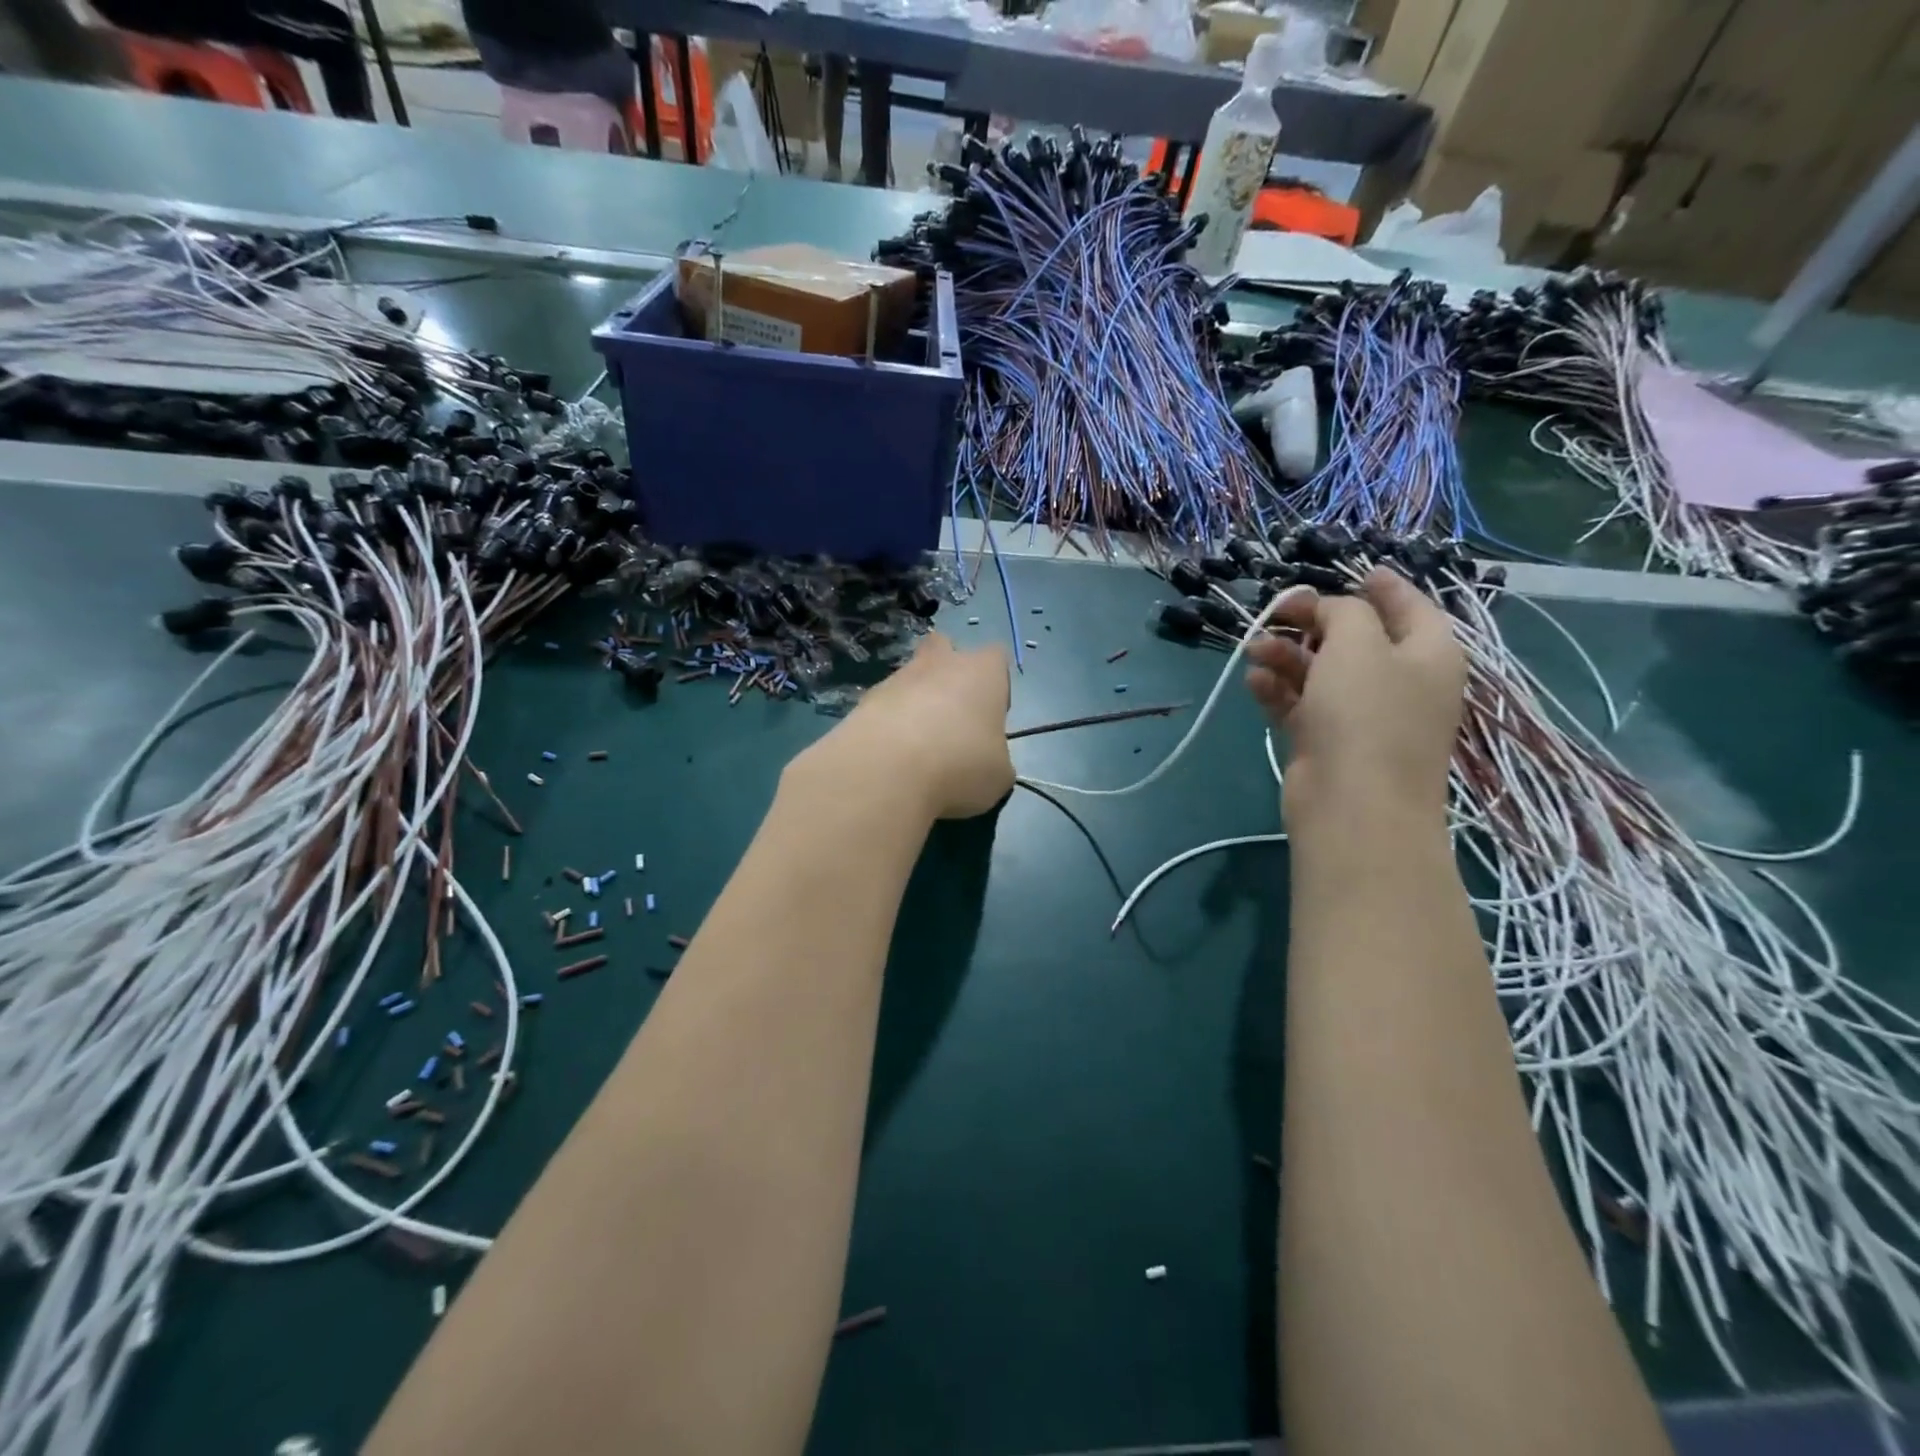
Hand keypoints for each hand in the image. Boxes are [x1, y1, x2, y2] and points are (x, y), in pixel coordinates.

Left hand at [795, 633, 1013, 820]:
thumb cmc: (960, 766)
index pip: (996, 658)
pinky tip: (891, 757)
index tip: (990, 718)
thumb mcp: (999, 775)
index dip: (996, 685)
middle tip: (950, 717)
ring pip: (910, 678)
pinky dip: (888, 725)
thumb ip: (997, 759)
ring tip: (916, 749)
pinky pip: (884, 705)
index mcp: (982, 673)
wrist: (886, 771)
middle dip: (947, 674)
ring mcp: (897, 678)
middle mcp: (940, 664)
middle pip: (944, 648)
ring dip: (914, 703)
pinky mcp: (863, 700)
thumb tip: (987, 762)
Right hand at [1245, 569, 1465, 826]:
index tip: (1355, 569)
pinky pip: (1301, 704)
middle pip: (1355, 638)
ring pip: (1321, 671)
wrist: (1353, 805)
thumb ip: (1343, 612)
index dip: (1383, 586)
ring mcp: (1362, 716)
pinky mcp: (1326, 742)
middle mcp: (1399, 681)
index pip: (1410, 606)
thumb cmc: (1367, 714)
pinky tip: (1254, 680)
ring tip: (1253, 649)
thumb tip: (1326, 611)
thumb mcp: (1358, 644)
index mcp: (1428, 652)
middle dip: (1313, 622)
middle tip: (1276, 611)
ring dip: (1287, 655)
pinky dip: (1278, 690)